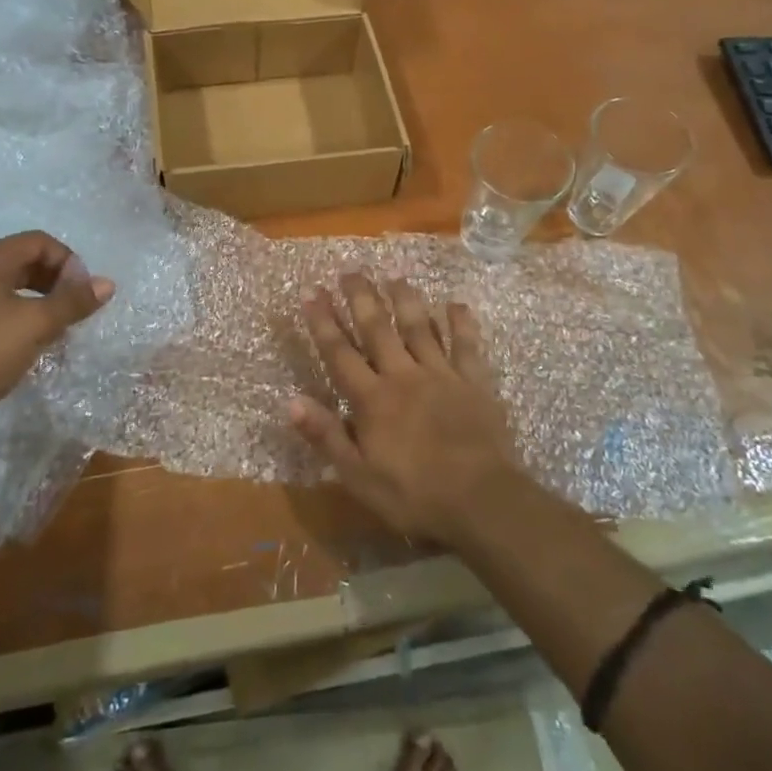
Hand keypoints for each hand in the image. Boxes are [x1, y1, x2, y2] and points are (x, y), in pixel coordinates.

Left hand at [0, 231, 113, 459]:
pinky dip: (21, 314)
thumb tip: (107, 283)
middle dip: (56, 280)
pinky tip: (31, 341)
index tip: (83, 292)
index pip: (39, 241)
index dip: (68, 261)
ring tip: (59, 325)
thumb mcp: (36, 325)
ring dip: (41, 298)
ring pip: (12, 285)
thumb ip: (73, 301)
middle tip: (75, 307)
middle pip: (25, 260)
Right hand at [291, 274, 521, 545]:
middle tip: (350, 269)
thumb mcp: (358, 476)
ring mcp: (441, 375)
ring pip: (419, 327)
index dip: (322, 321)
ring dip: (405, 299)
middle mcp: (403, 376)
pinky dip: (461, 323)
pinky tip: (455, 303)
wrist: (480, 500)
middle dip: (361, 297)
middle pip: (377, 329)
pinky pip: (466, 346)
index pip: (340, 352)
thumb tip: (291, 401)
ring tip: (394, 274)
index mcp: (372, 399)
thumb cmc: (414, 494)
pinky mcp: (474, 382)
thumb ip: (326, 436)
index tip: (310, 290)